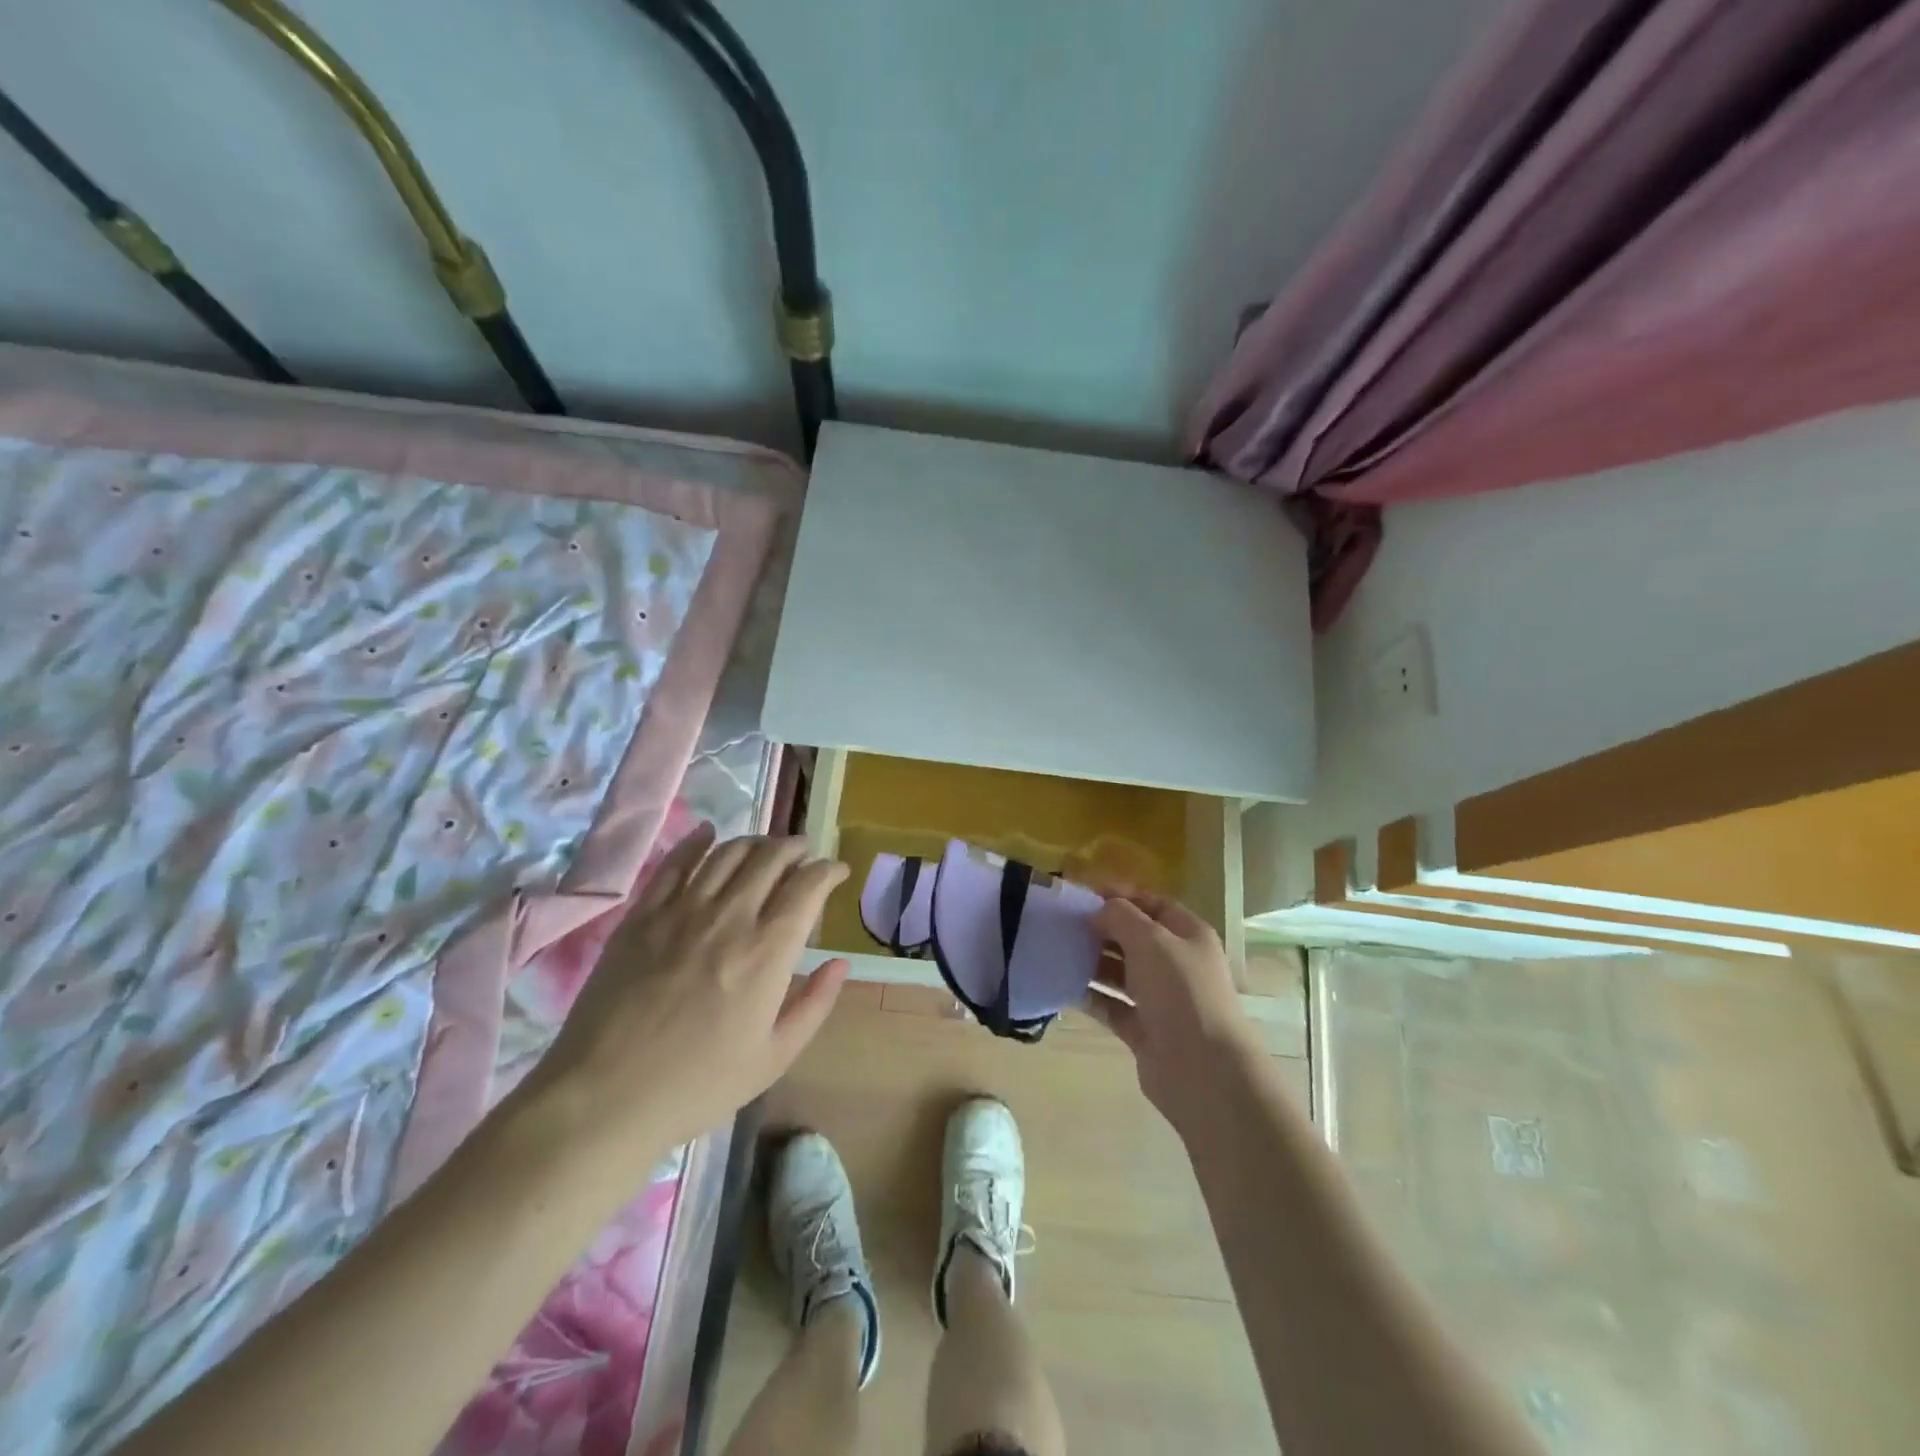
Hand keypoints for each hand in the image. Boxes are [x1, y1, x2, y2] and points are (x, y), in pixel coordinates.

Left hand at [530, 824, 850, 1151]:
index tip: (837, 871)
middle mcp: (729, 917)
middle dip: (796, 847)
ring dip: (756, 841)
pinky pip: (674, 862)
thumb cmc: (698, 1084)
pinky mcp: (642, 914)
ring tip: (766, 848)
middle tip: (804, 854)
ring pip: (727, 852)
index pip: (808, 886)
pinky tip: (708, 833)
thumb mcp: (774, 1057)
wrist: (605, 1096)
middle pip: (771, 857)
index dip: (829, 870)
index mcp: (767, 952)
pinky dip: (697, 841)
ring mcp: (681, 910)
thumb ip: (815, 1004)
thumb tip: (840, 962)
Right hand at [1084, 894, 1260, 1128]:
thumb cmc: (1180, 991)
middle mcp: (1176, 964)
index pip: (1152, 904)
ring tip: (1058, 952)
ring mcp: (1160, 999)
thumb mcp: (1150, 940)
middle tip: (1062, 924)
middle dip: (1101, 929)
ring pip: (1120, 972)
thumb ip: (1120, 916)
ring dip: (1092, 962)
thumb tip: (1098, 912)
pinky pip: (1111, 1006)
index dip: (1120, 896)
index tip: (1083, 895)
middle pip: (1134, 938)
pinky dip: (1091, 996)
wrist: (1202, 1069)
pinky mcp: (1143, 1030)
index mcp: (1188, 935)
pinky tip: (1064, 986)